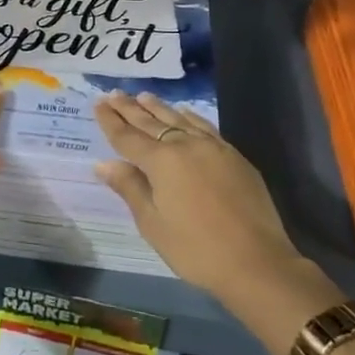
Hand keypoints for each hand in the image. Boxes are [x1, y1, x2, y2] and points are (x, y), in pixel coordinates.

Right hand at [93, 92, 308, 304]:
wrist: (256, 261)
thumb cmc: (196, 249)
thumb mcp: (154, 224)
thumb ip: (130, 188)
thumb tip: (103, 164)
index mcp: (161, 161)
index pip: (127, 136)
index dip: (110, 121)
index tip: (98, 104)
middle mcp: (184, 145)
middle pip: (151, 122)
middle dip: (129, 108)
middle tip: (113, 93)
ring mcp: (212, 146)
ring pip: (178, 118)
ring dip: (157, 107)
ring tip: (142, 96)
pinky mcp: (233, 155)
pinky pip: (203, 125)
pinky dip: (188, 116)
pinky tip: (183, 112)